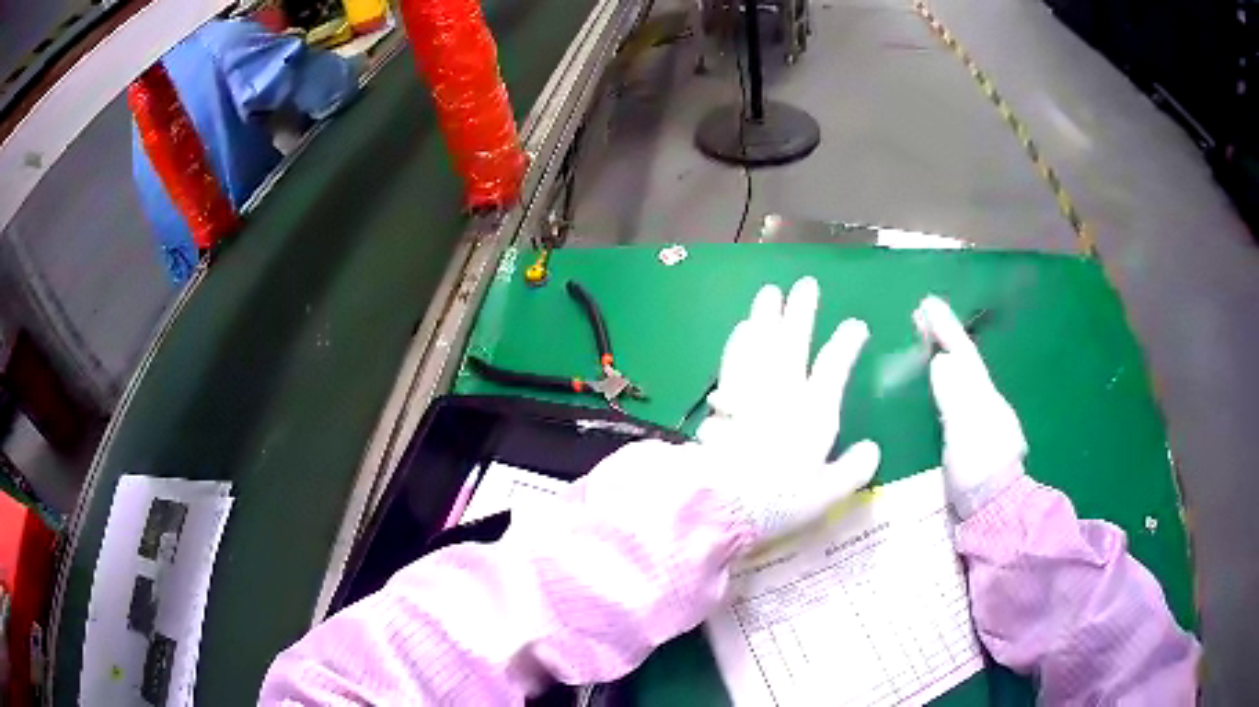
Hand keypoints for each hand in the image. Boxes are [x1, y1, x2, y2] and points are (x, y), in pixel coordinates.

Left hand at [697, 277, 880, 543]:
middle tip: (805, 284)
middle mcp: (784, 395)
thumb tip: (873, 450)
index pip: (834, 368)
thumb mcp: (826, 495)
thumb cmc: (778, 502)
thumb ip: (853, 470)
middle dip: (801, 312)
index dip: (846, 343)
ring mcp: (751, 394)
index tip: (856, 324)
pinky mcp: (724, 402)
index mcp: (814, 414)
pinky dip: (739, 343)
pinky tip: (741, 329)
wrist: (723, 504)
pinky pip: (733, 362)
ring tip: (770, 292)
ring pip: (760, 345)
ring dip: (766, 316)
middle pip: (793, 344)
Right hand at [914, 296, 1025, 517]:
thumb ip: (954, 396)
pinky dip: (945, 383)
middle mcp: (986, 404)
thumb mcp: (966, 431)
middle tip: (921, 315)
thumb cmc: (980, 471)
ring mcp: (981, 423)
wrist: (995, 513)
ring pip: (962, 380)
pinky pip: (957, 399)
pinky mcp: (973, 442)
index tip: (926, 302)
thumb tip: (941, 361)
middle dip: (943, 338)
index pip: (963, 355)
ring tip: (925, 344)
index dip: (945, 329)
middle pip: (963, 363)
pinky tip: (935, 389)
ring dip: (943, 357)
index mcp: (984, 397)